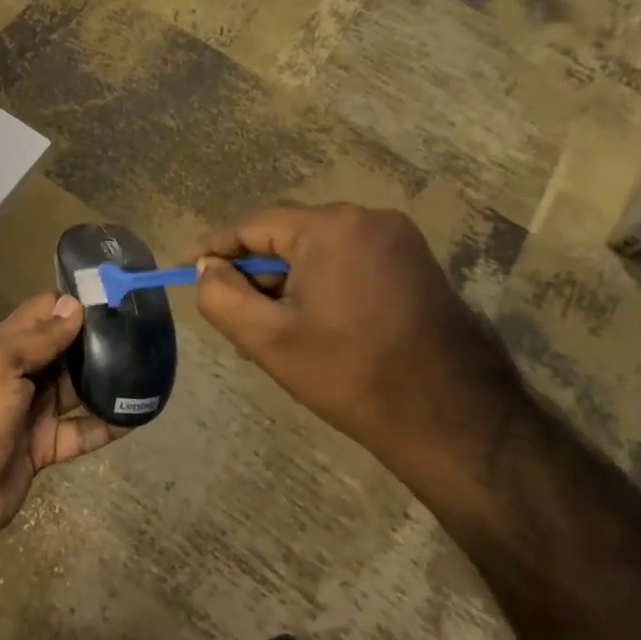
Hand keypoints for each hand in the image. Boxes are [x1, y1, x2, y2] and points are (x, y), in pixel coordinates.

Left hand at [0, 292, 125, 548]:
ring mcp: (33, 411)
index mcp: (2, 347)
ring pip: (76, 388)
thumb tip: (75, 306)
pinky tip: (139, 415)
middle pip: (63, 349)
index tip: (111, 297)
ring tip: (148, 366)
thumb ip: (37, 338)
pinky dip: (108, 424)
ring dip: (106, 379)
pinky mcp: (45, 446)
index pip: (41, 313)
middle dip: (95, 340)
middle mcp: (20, 374)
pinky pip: (83, 431)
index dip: (72, 304)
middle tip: (141, 330)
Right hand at [187, 203, 523, 478]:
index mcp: (331, 228)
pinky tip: (309, 328)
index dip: (214, 247)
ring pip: (317, 253)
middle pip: (286, 238)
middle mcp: (368, 219)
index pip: (253, 226)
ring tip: (269, 333)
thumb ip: (221, 296)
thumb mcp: (268, 339)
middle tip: (232, 318)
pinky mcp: (415, 265)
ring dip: (286, 285)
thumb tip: (206, 268)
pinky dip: (319, 287)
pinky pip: (347, 263)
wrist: (455, 420)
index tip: (185, 267)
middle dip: (254, 275)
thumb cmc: (352, 375)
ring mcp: (398, 241)